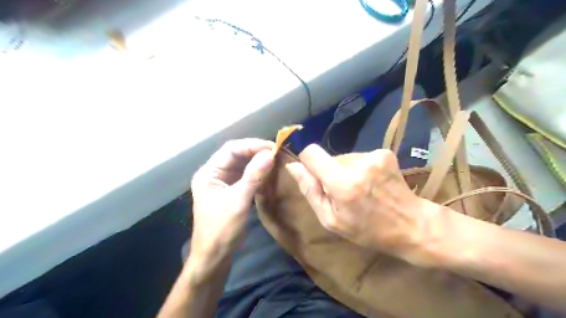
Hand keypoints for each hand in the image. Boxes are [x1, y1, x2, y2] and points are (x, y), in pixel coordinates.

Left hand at [192, 139, 275, 263]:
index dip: (252, 145)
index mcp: (209, 173)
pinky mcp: (231, 191)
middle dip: (256, 152)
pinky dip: (257, 173)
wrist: (214, 257)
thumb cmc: (221, 230)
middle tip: (277, 153)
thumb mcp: (238, 202)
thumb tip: (270, 154)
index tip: (273, 147)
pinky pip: (245, 176)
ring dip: (258, 162)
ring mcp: (223, 182)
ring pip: (242, 165)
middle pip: (237, 155)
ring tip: (276, 160)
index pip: (231, 149)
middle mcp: (214, 174)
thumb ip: (253, 176)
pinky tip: (269, 173)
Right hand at [286, 144, 443, 265]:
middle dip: (329, 172)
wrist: (411, 225)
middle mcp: (358, 163)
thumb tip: (293, 166)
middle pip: (329, 157)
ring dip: (345, 171)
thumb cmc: (367, 229)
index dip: (307, 161)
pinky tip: (371, 183)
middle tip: (343, 193)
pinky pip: (358, 157)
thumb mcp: (331, 219)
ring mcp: (374, 155)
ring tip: (359, 190)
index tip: (314, 176)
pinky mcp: (384, 153)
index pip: (311, 152)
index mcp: (342, 183)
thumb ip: (310, 190)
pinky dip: (359, 168)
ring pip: (344, 157)